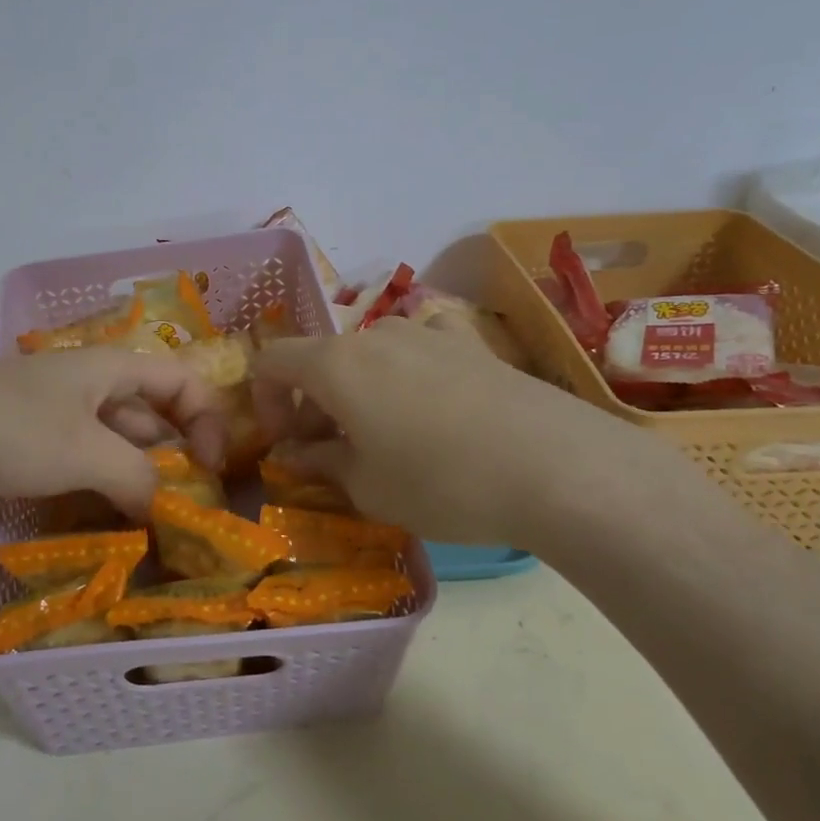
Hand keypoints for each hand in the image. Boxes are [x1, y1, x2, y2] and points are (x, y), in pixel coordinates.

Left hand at [0, 348, 226, 517]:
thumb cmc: (11, 429)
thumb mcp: (85, 453)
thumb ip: (137, 477)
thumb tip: (164, 508)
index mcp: (112, 368)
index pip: (182, 381)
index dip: (207, 419)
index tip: (210, 467)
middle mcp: (90, 382)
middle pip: (151, 412)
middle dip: (174, 455)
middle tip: (184, 505)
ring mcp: (57, 410)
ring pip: (116, 439)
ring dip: (136, 474)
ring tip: (149, 519)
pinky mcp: (30, 437)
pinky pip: (82, 456)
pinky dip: (101, 481)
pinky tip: (104, 515)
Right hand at [251, 316, 705, 550]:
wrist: (555, 466)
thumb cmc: (440, 481)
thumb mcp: (367, 487)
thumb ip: (320, 462)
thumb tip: (295, 451)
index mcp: (335, 363)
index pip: (272, 361)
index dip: (264, 400)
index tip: (283, 443)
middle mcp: (375, 335)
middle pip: (322, 360)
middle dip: (313, 405)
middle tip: (331, 454)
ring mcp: (427, 333)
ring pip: (369, 356)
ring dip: (358, 392)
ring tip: (383, 437)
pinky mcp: (471, 343)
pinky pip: (419, 351)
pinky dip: (406, 375)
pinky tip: (432, 408)